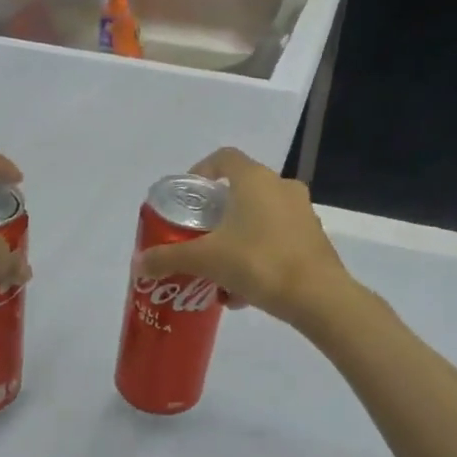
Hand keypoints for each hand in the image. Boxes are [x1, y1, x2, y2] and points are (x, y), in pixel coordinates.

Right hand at [133, 148, 351, 328]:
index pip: (224, 158)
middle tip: (199, 235)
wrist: (318, 297)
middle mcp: (282, 188)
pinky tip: (243, 291)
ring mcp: (302, 214)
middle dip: (218, 214)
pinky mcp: (314, 240)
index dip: (202, 170)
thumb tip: (138, 264)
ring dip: (237, 238)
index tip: (188, 195)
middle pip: (242, 191)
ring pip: (260, 219)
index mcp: (256, 180)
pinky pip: (277, 240)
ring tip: (218, 270)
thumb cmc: (259, 262)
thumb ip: (170, 257)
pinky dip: (257, 256)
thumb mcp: (207, 259)